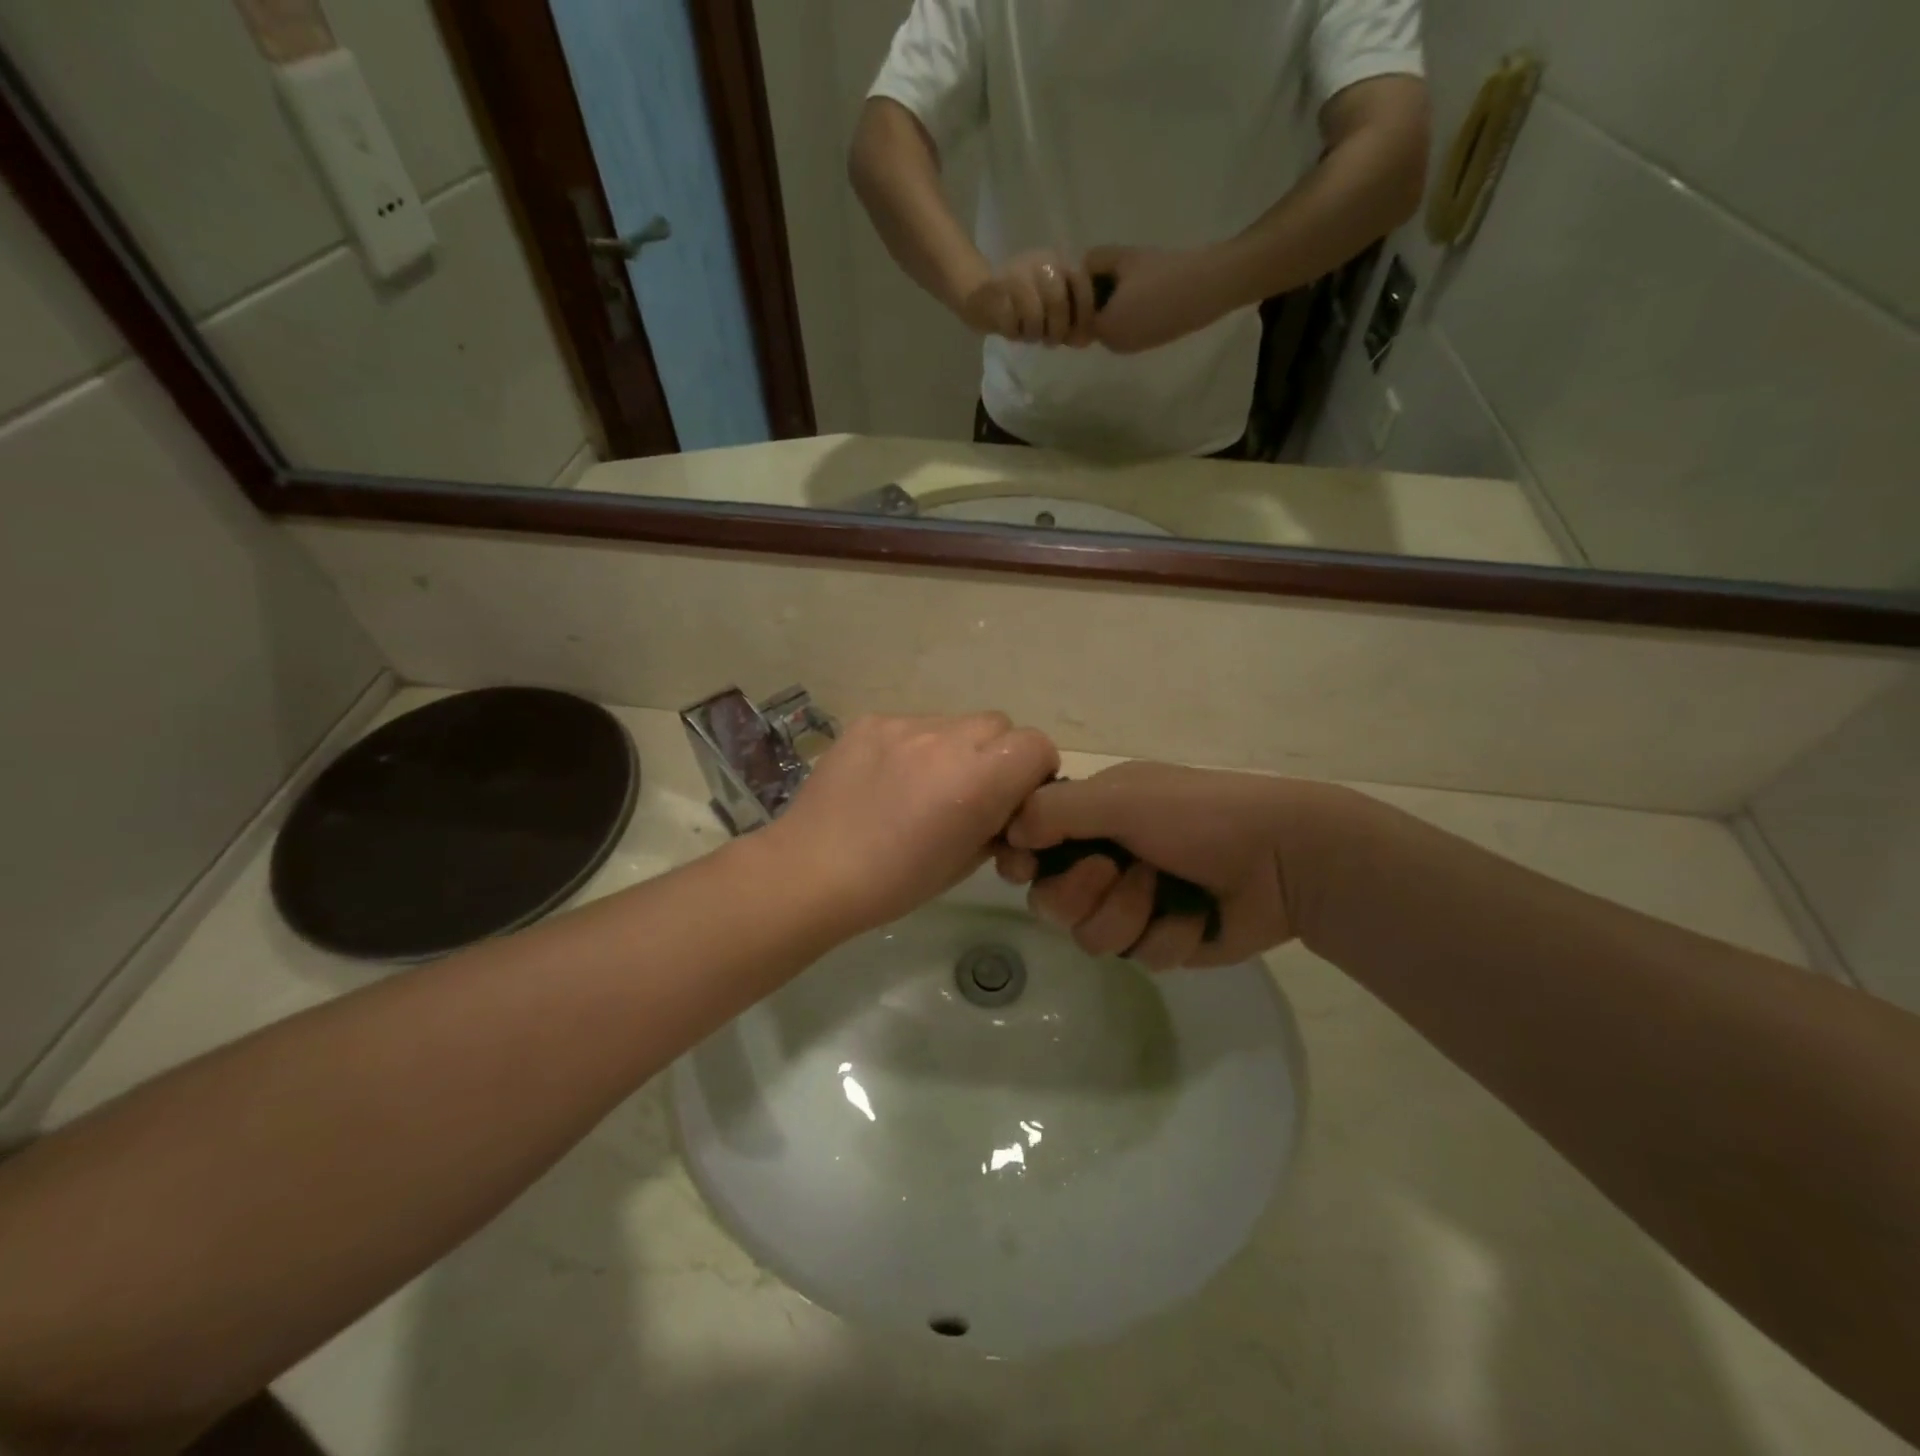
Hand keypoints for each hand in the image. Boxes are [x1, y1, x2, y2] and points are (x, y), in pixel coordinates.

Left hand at [771, 713, 1060, 935]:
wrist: (811, 871)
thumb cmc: (894, 883)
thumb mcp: (965, 862)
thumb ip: (997, 824)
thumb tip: (1005, 809)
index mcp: (977, 779)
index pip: (1037, 745)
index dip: (1034, 772)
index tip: (1014, 799)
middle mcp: (946, 739)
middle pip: (999, 725)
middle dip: (996, 755)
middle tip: (970, 792)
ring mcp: (904, 725)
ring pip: (954, 722)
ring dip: (954, 749)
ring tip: (922, 787)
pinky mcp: (869, 721)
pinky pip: (911, 724)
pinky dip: (913, 747)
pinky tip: (887, 779)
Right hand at [958, 250, 1097, 346]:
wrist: (977, 292)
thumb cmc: (1021, 304)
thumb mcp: (1051, 307)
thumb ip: (1070, 319)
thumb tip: (1085, 340)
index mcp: (1058, 261)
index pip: (1081, 282)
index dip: (1084, 313)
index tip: (1079, 337)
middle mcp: (1039, 262)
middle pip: (1058, 302)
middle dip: (1057, 330)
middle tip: (1050, 341)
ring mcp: (1016, 274)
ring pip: (1034, 315)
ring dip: (1033, 334)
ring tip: (1028, 335)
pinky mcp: (995, 291)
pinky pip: (1012, 323)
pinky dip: (1013, 333)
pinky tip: (1011, 330)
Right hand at [996, 763, 1351, 969]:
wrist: (1283, 858)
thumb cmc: (1199, 814)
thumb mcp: (1122, 798)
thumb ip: (1056, 811)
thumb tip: (1009, 833)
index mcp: (1092, 819)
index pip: (1030, 846)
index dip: (1023, 861)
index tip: (1026, 866)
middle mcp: (1104, 861)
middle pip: (1052, 902)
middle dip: (1083, 891)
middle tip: (1115, 870)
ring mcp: (1133, 905)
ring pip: (1092, 937)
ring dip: (1129, 914)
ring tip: (1167, 890)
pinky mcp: (1163, 940)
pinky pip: (1140, 956)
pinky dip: (1169, 935)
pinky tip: (1197, 916)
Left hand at [1083, 245, 1237, 354]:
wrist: (1209, 287)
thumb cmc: (1163, 272)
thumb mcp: (1123, 258)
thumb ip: (1095, 262)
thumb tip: (1082, 268)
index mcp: (1104, 329)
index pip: (1078, 313)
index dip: (1084, 291)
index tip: (1097, 270)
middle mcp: (1114, 345)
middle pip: (1094, 321)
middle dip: (1098, 299)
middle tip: (1114, 271)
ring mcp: (1133, 347)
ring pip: (1112, 324)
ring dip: (1115, 305)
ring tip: (1134, 278)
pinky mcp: (1150, 344)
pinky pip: (1130, 327)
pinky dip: (1131, 311)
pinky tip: (1148, 291)